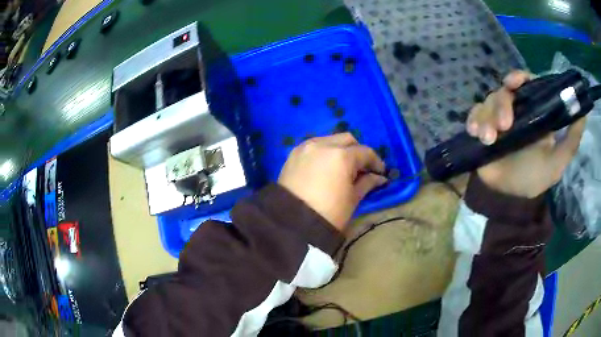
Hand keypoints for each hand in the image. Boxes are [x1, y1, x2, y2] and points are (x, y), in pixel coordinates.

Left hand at [278, 133, 386, 230]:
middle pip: (347, 139)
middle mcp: (323, 145)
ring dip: (340, 149)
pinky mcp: (293, 155)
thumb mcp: (352, 199)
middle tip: (362, 168)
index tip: (380, 172)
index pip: (365, 152)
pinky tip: (326, 167)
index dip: (375, 162)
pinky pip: (314, 146)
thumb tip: (379, 177)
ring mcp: (306, 148)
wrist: (291, 225)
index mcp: (341, 156)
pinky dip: (324, 152)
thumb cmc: (329, 214)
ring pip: (329, 139)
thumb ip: (367, 183)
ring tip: (343, 167)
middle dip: (357, 151)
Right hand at [467, 70, 585, 197]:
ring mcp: (497, 118)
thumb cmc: (533, 178)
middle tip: (504, 125)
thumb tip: (583, 113)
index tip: (514, 83)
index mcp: (533, 113)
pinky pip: (474, 113)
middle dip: (502, 104)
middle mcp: (516, 111)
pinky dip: (473, 120)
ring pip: (488, 101)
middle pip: (505, 91)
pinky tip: (475, 133)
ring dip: (487, 117)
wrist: (506, 198)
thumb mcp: (557, 161)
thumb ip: (571, 140)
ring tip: (488, 139)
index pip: (526, 84)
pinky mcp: (481, 127)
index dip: (519, 78)